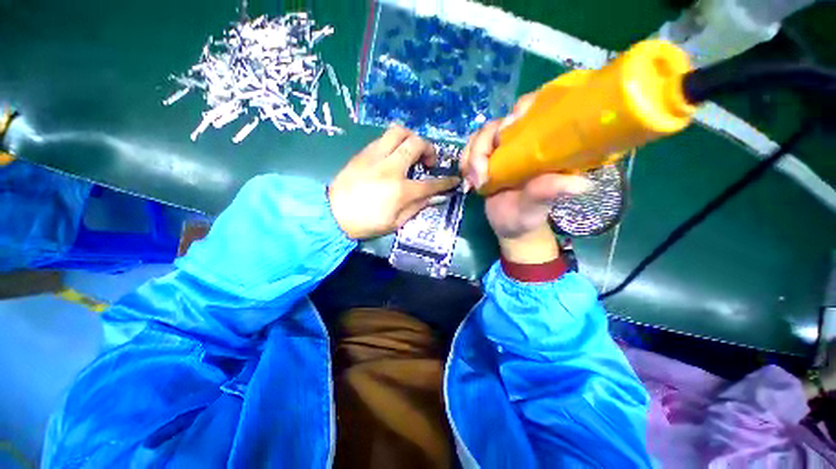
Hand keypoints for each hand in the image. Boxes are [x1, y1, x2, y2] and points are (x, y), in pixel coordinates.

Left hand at [329, 126, 459, 239]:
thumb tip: (434, 197)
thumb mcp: (395, 223)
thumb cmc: (365, 223)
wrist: (331, 214)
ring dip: (411, 138)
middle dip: (429, 149)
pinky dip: (395, 142)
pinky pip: (384, 138)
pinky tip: (393, 155)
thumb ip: (416, 207)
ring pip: (399, 131)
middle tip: (428, 162)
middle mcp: (391, 168)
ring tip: (411, 152)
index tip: (454, 180)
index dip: (446, 182)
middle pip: (416, 144)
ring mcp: (375, 156)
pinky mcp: (363, 152)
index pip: (431, 184)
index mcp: (400, 191)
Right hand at [461, 94, 590, 263]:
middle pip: (498, 124)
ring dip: (471, 157)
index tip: (505, 131)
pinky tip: (467, 178)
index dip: (520, 110)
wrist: (509, 226)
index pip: (536, 110)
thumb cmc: (527, 216)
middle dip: (482, 147)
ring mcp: (501, 150)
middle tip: (481, 177)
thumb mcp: (537, 205)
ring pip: (480, 136)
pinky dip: (465, 161)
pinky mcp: (486, 159)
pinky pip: (470, 149)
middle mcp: (522, 142)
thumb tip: (581, 185)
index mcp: (543, 146)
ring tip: (474, 183)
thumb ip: (548, 192)